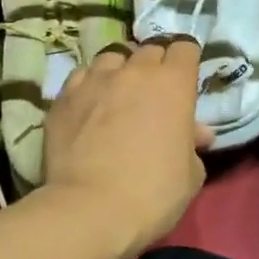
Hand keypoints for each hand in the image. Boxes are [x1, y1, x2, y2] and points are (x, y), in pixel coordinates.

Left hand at [44, 38, 212, 258]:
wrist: (91, 210)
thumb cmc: (154, 193)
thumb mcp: (191, 174)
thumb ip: (192, 145)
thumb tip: (195, 134)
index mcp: (174, 83)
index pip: (185, 48)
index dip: (186, 61)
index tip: (185, 78)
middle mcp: (135, 71)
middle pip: (149, 50)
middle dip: (155, 65)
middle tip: (155, 91)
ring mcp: (95, 80)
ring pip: (112, 57)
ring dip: (120, 70)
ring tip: (118, 93)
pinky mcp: (63, 97)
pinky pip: (81, 78)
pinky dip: (89, 86)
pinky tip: (89, 106)